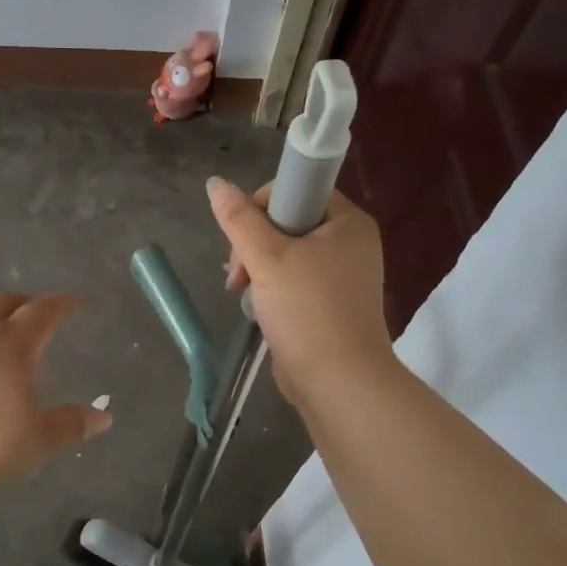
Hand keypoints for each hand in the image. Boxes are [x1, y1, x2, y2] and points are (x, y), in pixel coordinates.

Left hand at [0, 292, 110, 496]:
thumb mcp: (35, 440)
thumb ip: (69, 425)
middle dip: (22, 303)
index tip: (76, 302)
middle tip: (37, 312)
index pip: (42, 312)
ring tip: (4, 355)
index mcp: (12, 345)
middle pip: (1, 303)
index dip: (62, 304)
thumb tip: (103, 417)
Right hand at [207, 177, 394, 405]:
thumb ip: (239, 219)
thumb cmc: (307, 311)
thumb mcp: (267, 258)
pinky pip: (294, 281)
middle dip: (253, 244)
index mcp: (348, 222)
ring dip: (257, 269)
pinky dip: (271, 289)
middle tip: (238, 274)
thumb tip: (215, 183)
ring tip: (241, 293)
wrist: (338, 382)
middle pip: (288, 222)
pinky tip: (256, 308)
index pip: (297, 189)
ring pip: (286, 254)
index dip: (261, 206)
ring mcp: (342, 276)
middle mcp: (351, 243)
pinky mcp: (331, 304)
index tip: (242, 236)